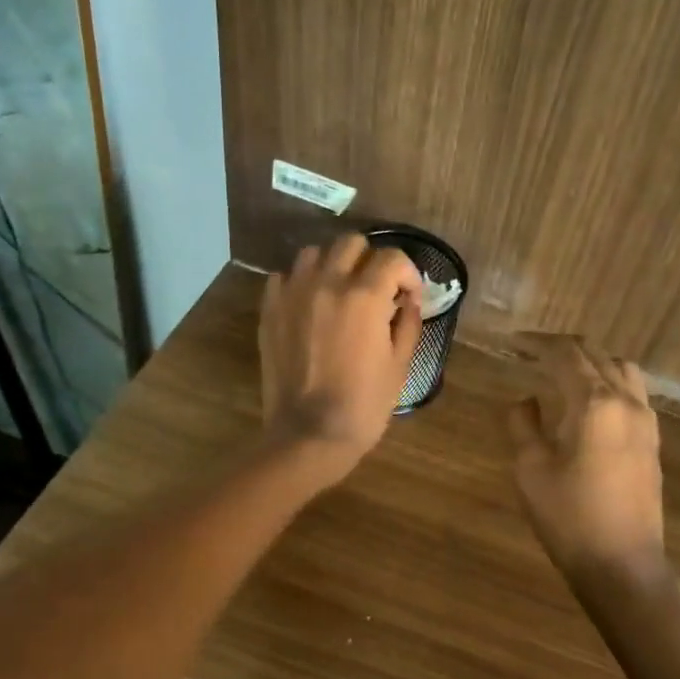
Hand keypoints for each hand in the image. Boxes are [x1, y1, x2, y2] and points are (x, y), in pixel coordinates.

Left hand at [260, 235, 422, 481]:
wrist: (309, 435)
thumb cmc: (363, 405)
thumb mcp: (399, 365)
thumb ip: (407, 324)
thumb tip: (408, 301)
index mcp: (365, 296)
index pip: (391, 258)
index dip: (407, 273)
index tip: (409, 296)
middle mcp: (327, 283)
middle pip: (351, 243)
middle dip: (370, 260)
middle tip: (377, 288)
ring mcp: (293, 294)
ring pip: (314, 254)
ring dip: (333, 265)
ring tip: (340, 291)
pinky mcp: (270, 311)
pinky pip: (283, 277)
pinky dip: (300, 283)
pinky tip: (310, 305)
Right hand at [508, 336, 667, 584]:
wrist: (623, 565)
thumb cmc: (569, 517)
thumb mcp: (531, 469)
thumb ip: (524, 424)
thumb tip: (526, 400)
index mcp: (593, 403)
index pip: (565, 354)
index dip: (537, 342)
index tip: (514, 342)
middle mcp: (625, 401)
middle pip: (596, 354)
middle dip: (563, 347)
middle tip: (532, 351)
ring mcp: (645, 420)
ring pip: (621, 368)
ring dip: (591, 360)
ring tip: (564, 370)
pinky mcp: (652, 440)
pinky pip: (633, 391)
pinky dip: (609, 380)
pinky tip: (591, 399)